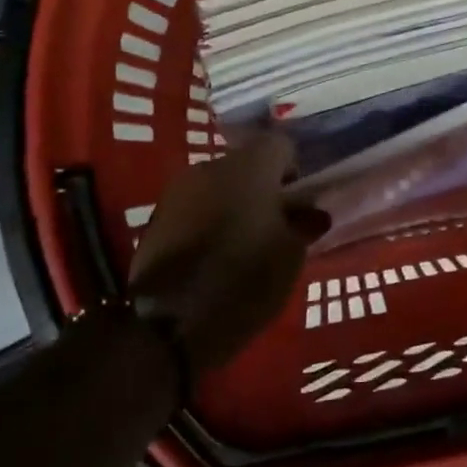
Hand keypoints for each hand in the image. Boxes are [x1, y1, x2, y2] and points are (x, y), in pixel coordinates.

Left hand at [129, 132, 329, 371]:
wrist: (171, 320)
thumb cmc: (246, 279)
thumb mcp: (291, 255)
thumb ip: (303, 226)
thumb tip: (310, 214)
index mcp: (250, 166)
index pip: (281, 146)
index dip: (293, 171)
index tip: (298, 204)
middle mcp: (211, 167)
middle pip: (245, 166)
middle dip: (261, 189)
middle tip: (274, 226)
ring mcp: (178, 191)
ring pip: (217, 187)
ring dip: (232, 205)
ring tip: (242, 245)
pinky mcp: (156, 218)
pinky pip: (193, 209)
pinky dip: (206, 223)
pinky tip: (213, 257)